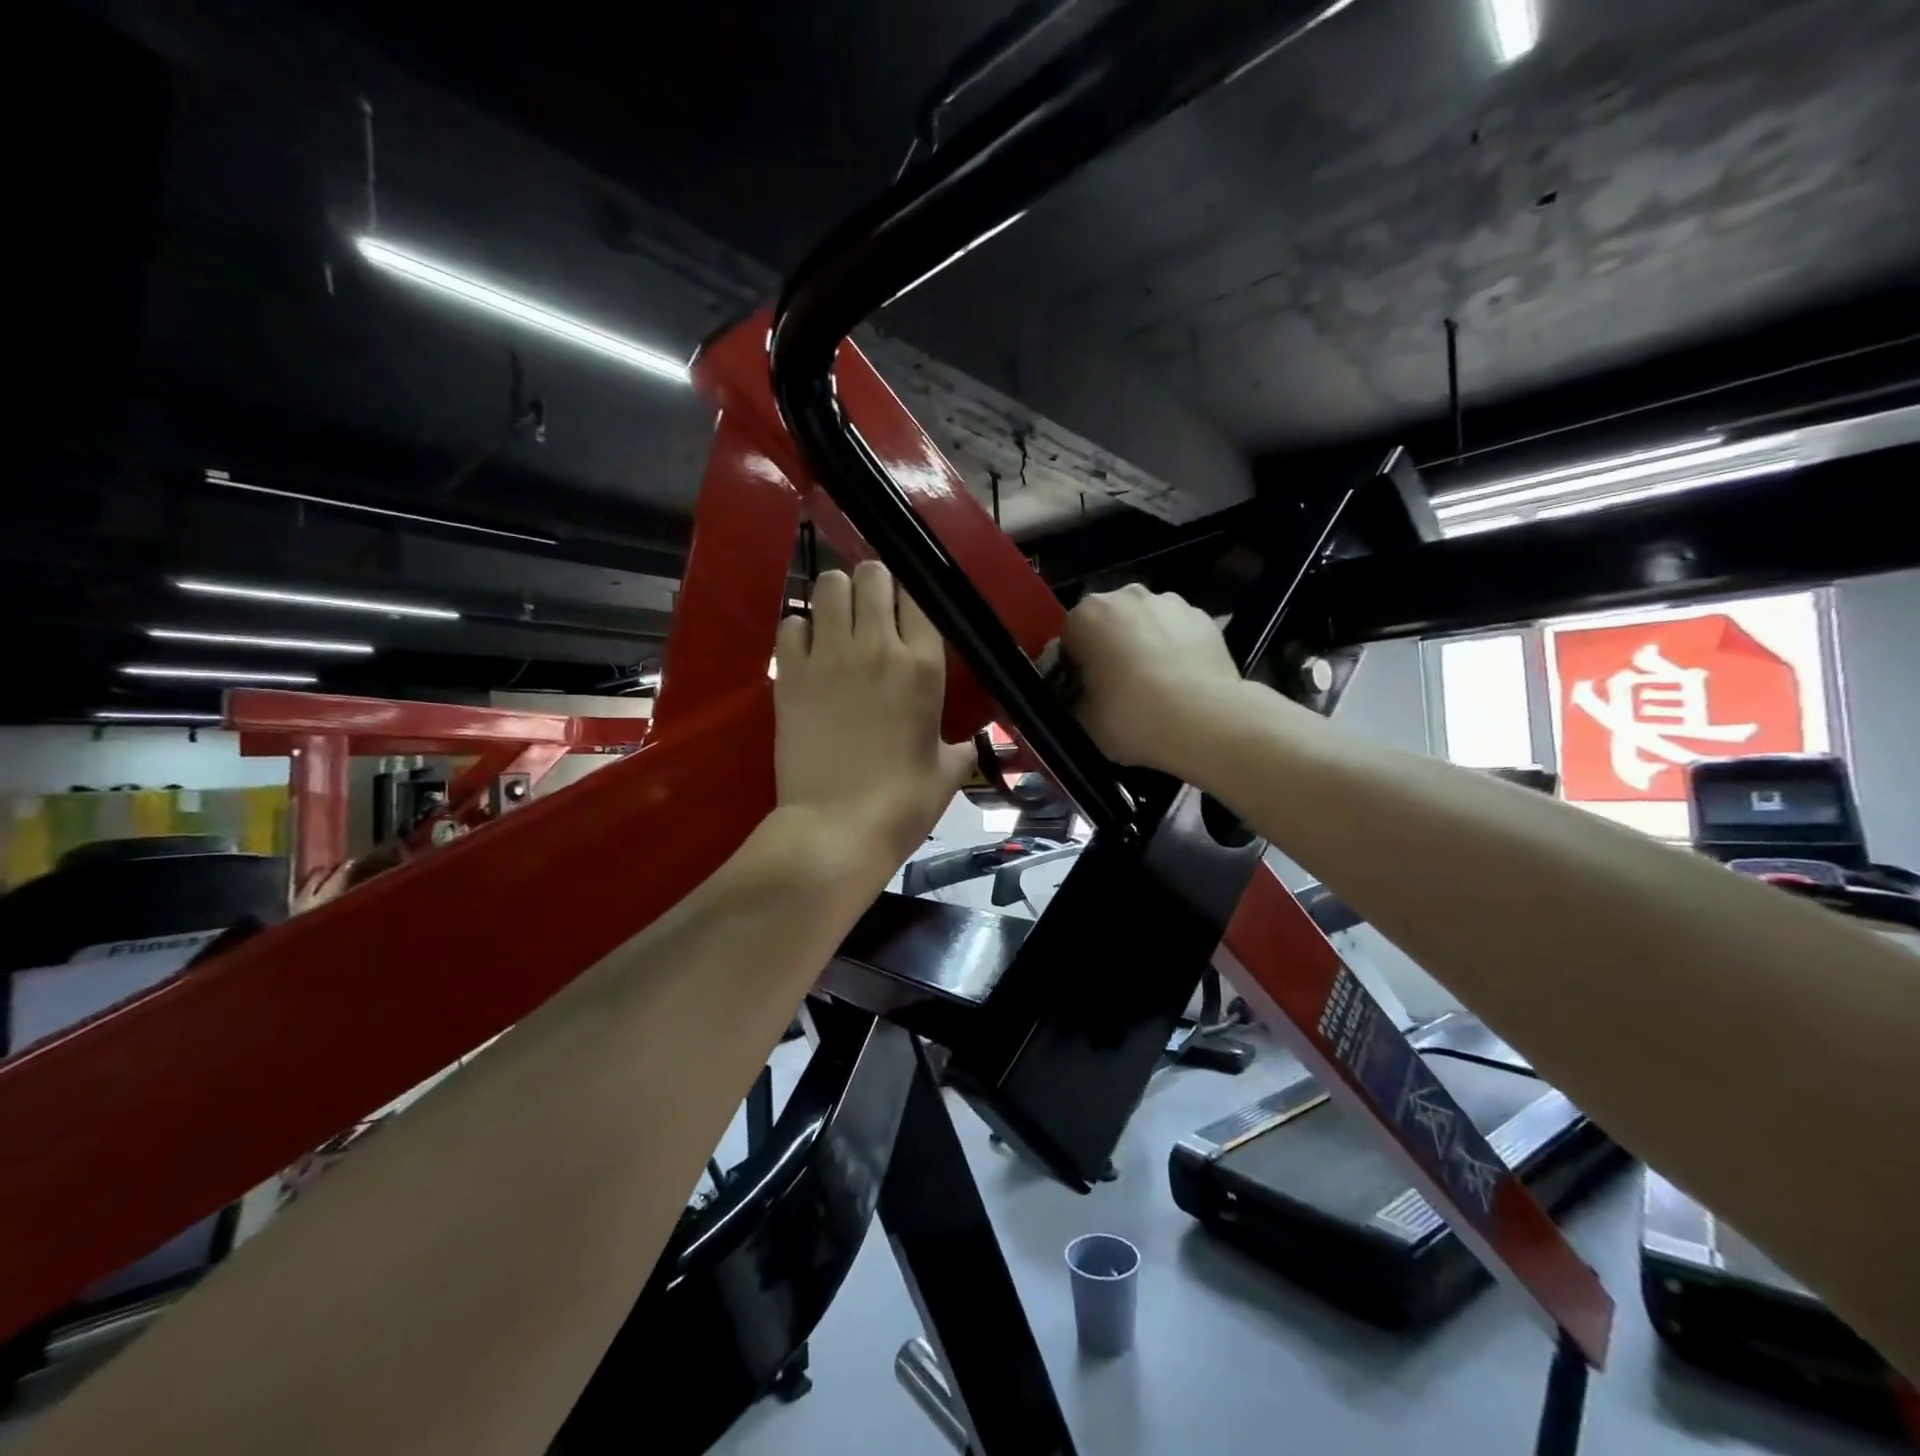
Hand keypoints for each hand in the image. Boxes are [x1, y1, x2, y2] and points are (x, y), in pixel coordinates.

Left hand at [773, 562, 974, 878]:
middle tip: (869, 608)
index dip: (910, 595)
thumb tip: (966, 745)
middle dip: (872, 583)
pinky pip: (790, 624)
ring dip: (834, 597)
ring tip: (836, 621)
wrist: (838, 829)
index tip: (905, 609)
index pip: (918, 595)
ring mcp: (829, 657)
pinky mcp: (790, 674)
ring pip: (827, 587)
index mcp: (923, 666)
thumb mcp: (947, 773)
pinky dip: (799, 630)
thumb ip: (959, 748)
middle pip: (872, 575)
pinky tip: (806, 651)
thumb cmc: (902, 804)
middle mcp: (876, 647)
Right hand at [1060, 584, 1244, 773]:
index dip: (1074, 667)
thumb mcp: (1084, 719)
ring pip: (1145, 623)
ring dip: (1144, 644)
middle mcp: (1126, 596)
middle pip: (1109, 622)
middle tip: (1117, 688)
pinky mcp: (1204, 618)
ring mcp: (1170, 602)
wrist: (1205, 719)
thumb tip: (1083, 693)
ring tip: (1155, 685)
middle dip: (1110, 647)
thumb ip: (1076, 697)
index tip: (1083, 692)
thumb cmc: (1132, 716)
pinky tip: (1182, 682)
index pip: (1069, 639)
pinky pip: (1178, 632)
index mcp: (1086, 616)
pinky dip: (1176, 649)